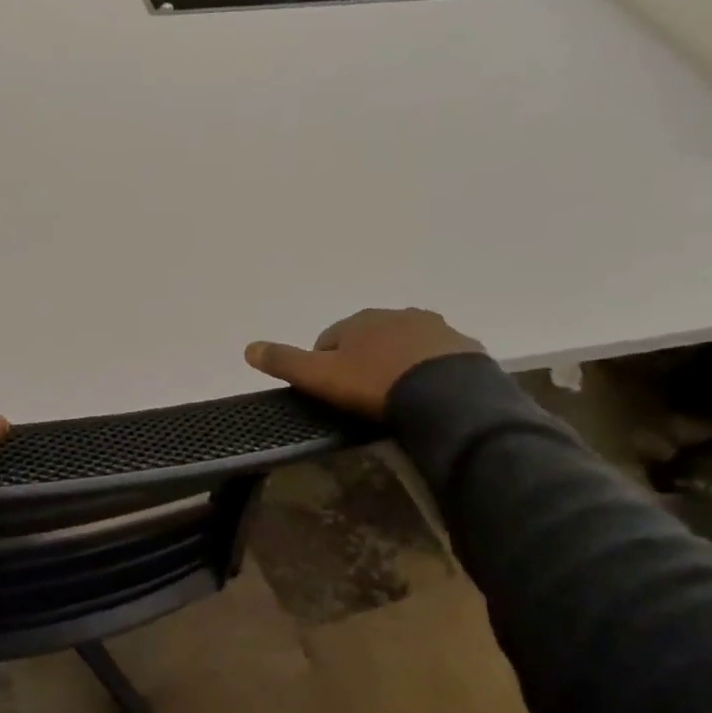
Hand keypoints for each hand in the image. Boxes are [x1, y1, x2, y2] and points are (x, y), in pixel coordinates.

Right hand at [245, 309, 483, 418]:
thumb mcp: (320, 378)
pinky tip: (430, 396)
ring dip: (398, 363)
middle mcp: (396, 315)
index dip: (325, 364)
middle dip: (364, 360)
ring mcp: (434, 329)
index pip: (329, 338)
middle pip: (369, 338)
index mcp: (359, 320)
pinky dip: (430, 371)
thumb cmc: (374, 385)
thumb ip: (284, 362)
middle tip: (363, 396)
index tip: (330, 391)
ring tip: (398, 397)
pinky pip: (439, 358)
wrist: (446, 397)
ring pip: (406, 345)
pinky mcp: (464, 348)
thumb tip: (248, 347)